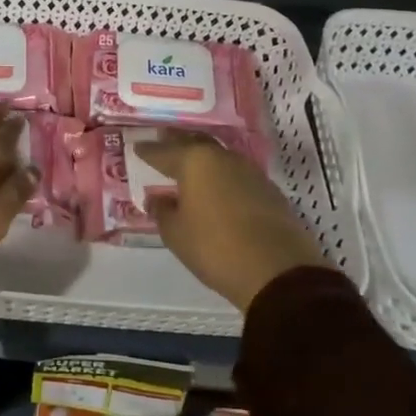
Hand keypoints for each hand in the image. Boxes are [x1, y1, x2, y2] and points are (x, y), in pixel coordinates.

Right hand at [136, 131, 324, 311]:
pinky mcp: (270, 191)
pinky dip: (222, 177)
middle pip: (195, 143)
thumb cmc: (215, 248)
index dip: (148, 150)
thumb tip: (158, 200)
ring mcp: (250, 172)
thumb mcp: (175, 234)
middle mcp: (223, 158)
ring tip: (189, 168)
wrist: (278, 272)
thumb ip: (162, 212)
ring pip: (219, 157)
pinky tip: (217, 189)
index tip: (137, 147)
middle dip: (177, 143)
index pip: (164, 150)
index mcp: (195, 162)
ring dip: (203, 160)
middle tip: (163, 143)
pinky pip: (237, 175)